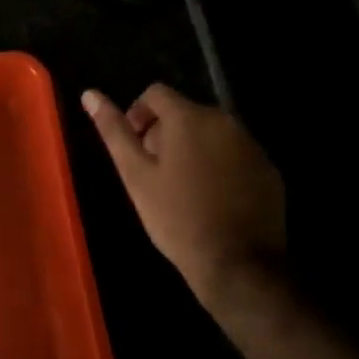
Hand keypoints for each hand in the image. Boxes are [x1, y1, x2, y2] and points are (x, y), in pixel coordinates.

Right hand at [82, 83, 284, 306]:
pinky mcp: (268, 170)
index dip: (138, 114)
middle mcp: (224, 121)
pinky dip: (220, 165)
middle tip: (154, 173)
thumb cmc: (177, 218)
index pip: (156, 93)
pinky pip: (234, 154)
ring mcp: (251, 145)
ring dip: (193, 148)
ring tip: (182, 187)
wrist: (238, 265)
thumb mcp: (135, 175)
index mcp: (189, 117)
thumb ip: (113, 131)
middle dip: (165, 133)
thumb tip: (90, 94)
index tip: (134, 148)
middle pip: (185, 112)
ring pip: (211, 133)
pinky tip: (212, 199)